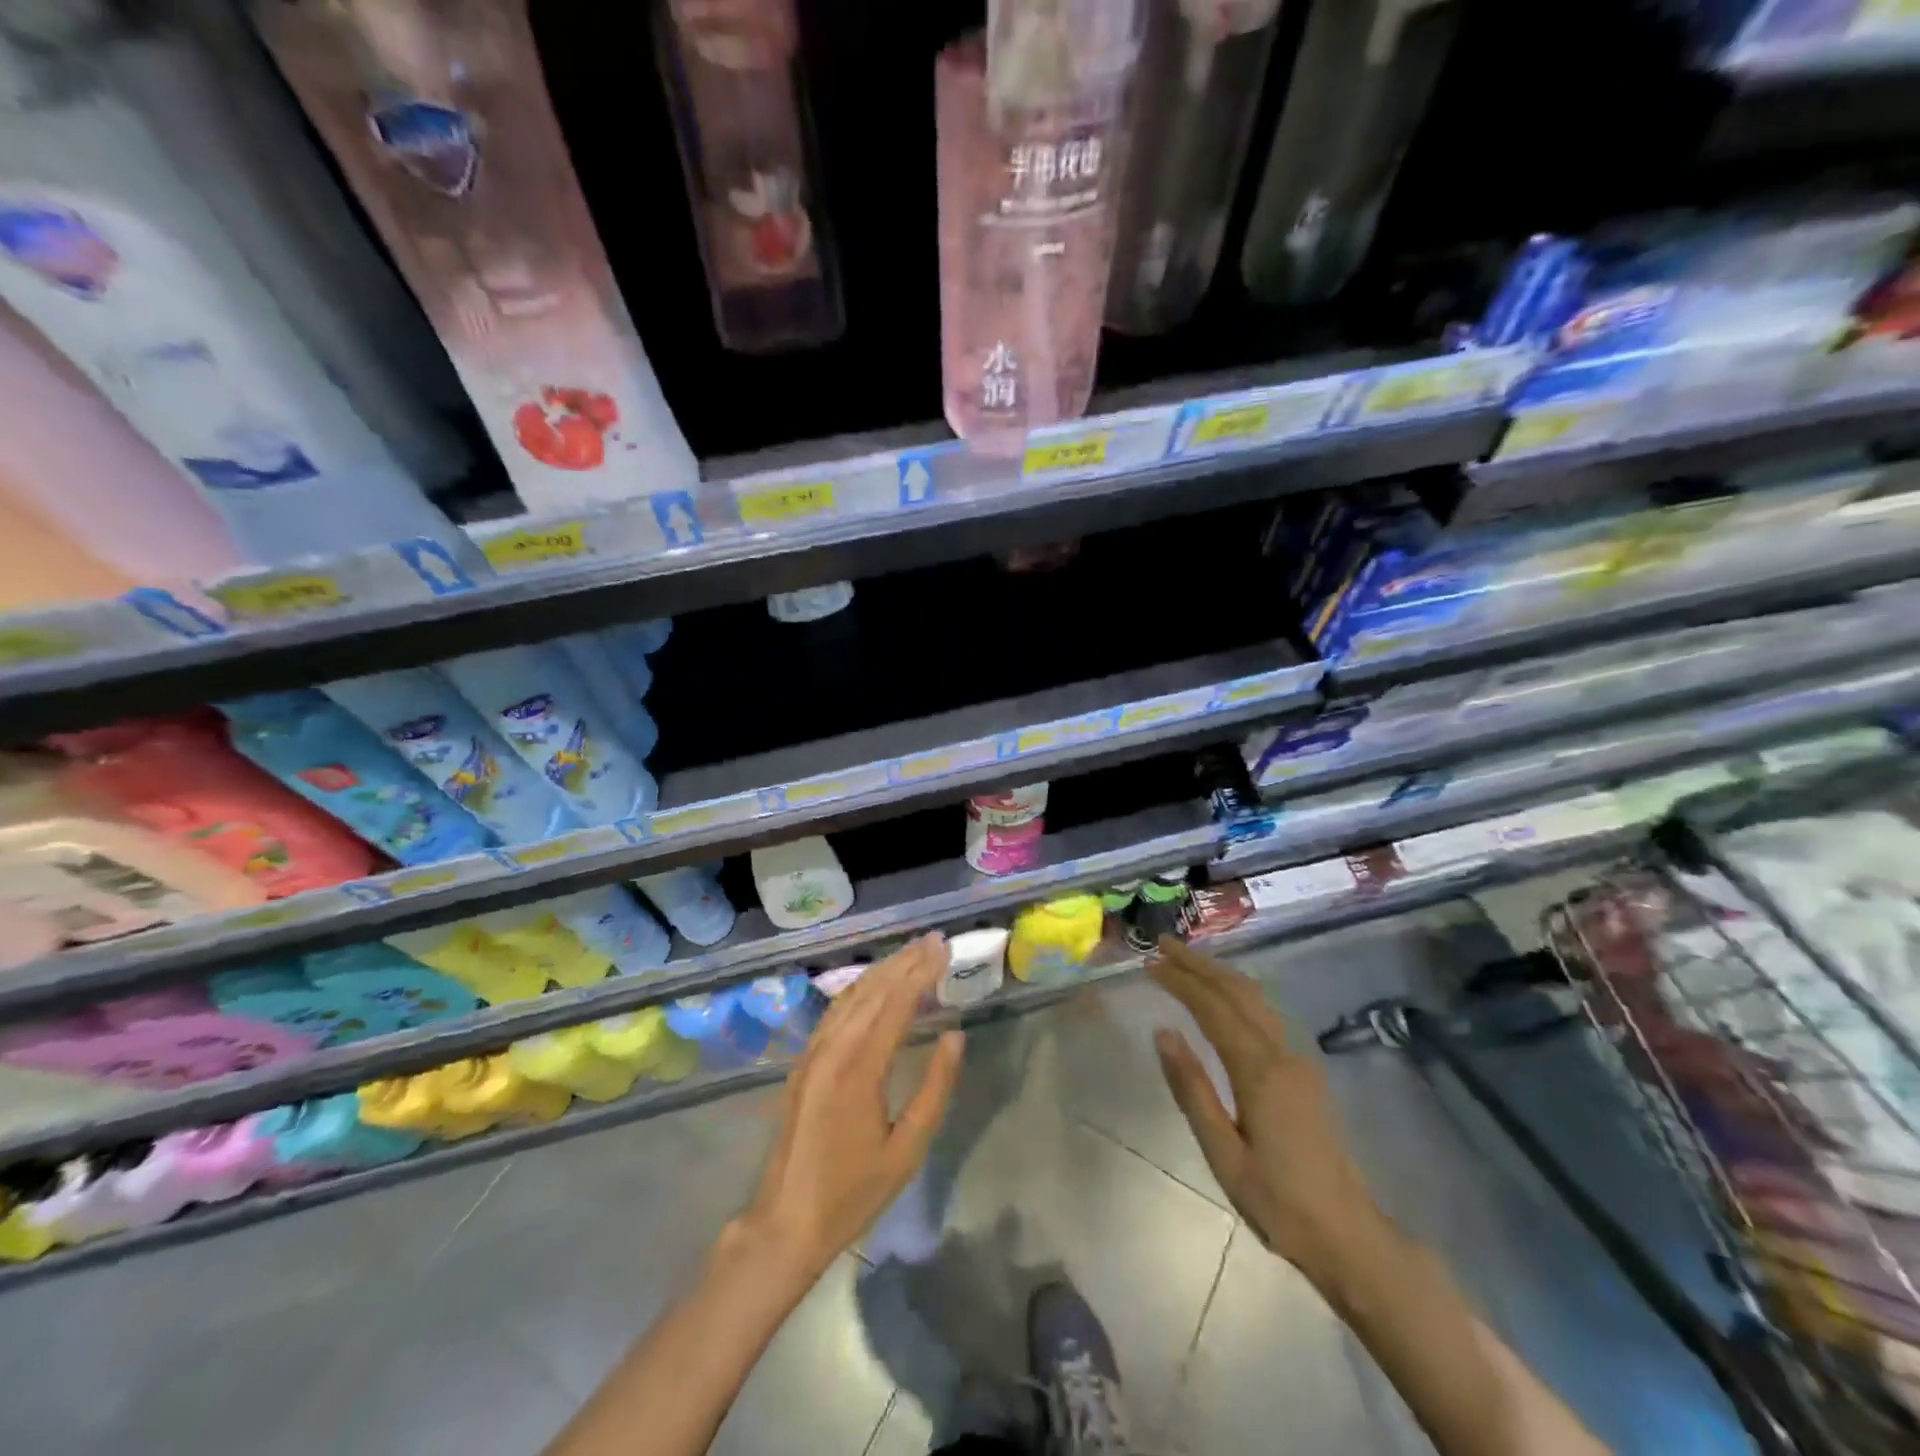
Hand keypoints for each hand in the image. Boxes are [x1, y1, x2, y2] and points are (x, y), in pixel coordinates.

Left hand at [734, 935, 964, 1281]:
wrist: (786, 1221)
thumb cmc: (853, 1192)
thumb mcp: (907, 1150)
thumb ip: (934, 1088)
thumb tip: (955, 1036)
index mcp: (859, 1068)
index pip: (896, 1004)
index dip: (921, 973)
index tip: (943, 948)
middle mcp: (832, 1049)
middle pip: (872, 991)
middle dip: (904, 961)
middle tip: (933, 939)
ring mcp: (813, 1053)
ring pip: (851, 996)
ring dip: (882, 970)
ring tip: (910, 952)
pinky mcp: (804, 1061)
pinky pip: (835, 1012)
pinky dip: (860, 989)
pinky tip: (873, 984)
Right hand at [1148, 936, 1384, 1284]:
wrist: (1351, 1237)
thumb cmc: (1279, 1203)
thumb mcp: (1223, 1154)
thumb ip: (1192, 1090)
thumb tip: (1163, 1033)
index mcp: (1260, 1071)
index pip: (1213, 1008)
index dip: (1180, 981)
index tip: (1149, 963)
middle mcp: (1281, 1054)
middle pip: (1237, 991)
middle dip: (1199, 964)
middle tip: (1162, 945)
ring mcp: (1298, 1061)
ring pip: (1256, 999)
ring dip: (1219, 973)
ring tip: (1186, 961)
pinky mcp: (1304, 1073)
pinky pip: (1265, 1014)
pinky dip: (1236, 992)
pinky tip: (1222, 996)